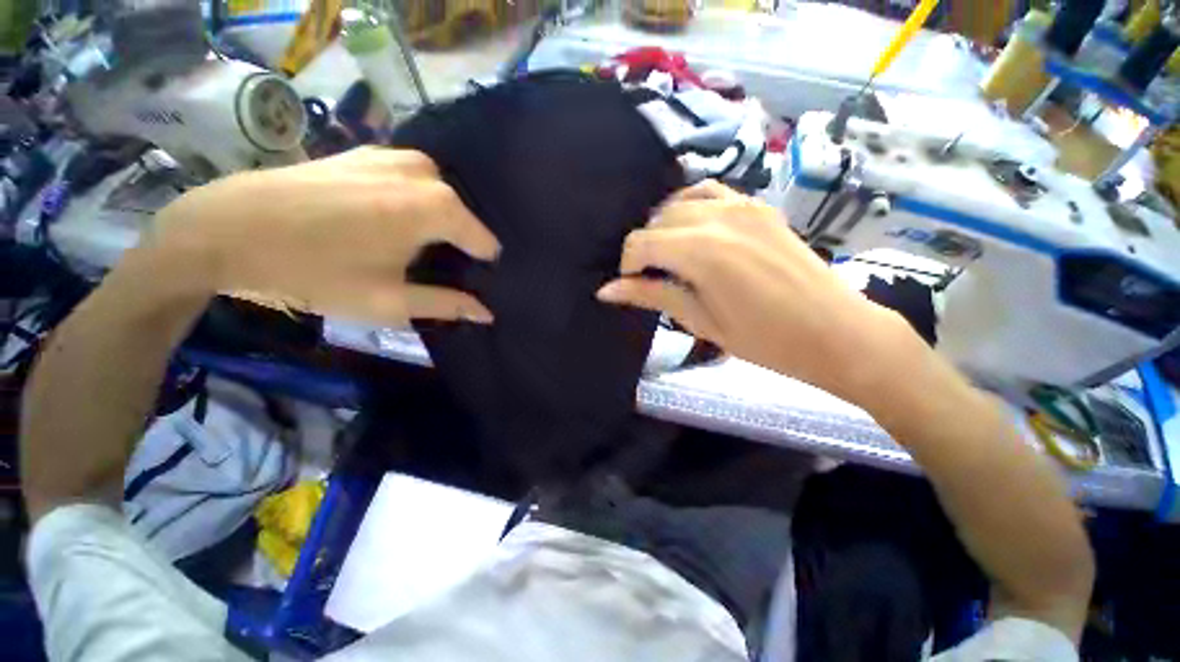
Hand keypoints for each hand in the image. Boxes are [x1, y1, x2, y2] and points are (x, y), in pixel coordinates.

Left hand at [155, 147, 499, 324]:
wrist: (228, 227)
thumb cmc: (314, 271)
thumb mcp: (389, 301)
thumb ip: (447, 304)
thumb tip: (487, 313)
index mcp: (437, 208)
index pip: (485, 242)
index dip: (479, 267)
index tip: (466, 285)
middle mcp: (426, 174)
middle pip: (462, 220)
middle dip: (456, 245)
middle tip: (430, 271)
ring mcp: (396, 156)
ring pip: (439, 200)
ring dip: (434, 225)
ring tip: (408, 249)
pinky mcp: (370, 152)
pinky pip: (412, 183)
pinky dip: (412, 204)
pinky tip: (385, 223)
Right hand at [597, 180, 906, 398]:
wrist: (835, 332)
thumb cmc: (764, 339)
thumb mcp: (700, 321)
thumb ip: (653, 296)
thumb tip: (606, 290)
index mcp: (701, 252)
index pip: (641, 242)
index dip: (628, 265)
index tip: (633, 286)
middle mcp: (718, 217)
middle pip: (658, 220)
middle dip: (646, 248)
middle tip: (653, 278)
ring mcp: (743, 205)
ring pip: (681, 203)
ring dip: (666, 227)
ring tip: (671, 255)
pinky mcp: (759, 205)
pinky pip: (712, 192)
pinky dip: (692, 206)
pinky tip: (695, 229)